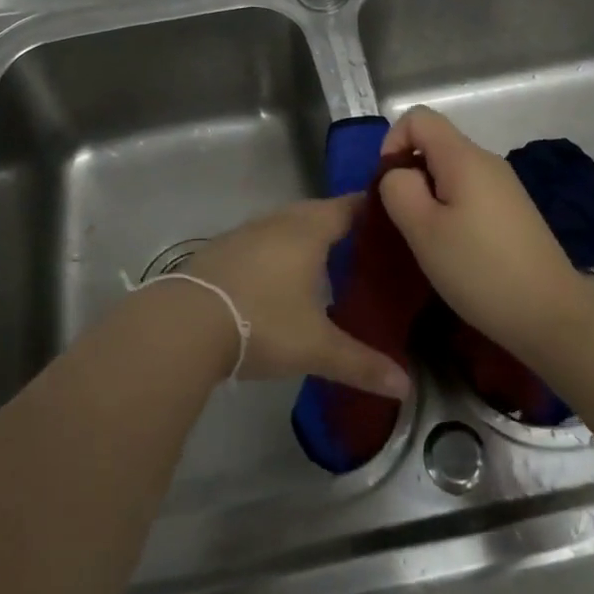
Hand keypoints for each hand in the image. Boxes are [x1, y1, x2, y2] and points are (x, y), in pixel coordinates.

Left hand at [179, 197, 410, 398]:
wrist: (187, 322)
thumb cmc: (263, 322)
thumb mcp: (316, 347)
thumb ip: (361, 363)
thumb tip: (406, 386)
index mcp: (308, 231)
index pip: (348, 207)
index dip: (370, 210)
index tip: (392, 219)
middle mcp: (278, 221)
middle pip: (316, 212)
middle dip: (340, 225)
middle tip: (364, 247)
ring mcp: (246, 232)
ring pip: (285, 225)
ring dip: (305, 237)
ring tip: (326, 262)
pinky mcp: (222, 249)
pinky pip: (261, 241)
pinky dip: (277, 251)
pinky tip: (279, 278)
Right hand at [377, 106, 587, 361]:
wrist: (554, 317)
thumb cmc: (480, 270)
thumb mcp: (422, 230)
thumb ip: (398, 189)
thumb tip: (399, 174)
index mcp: (464, 156)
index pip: (418, 117)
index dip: (393, 142)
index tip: (390, 186)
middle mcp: (487, 161)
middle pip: (435, 144)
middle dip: (410, 174)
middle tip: (406, 222)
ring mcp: (505, 186)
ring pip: (451, 171)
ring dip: (430, 197)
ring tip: (430, 241)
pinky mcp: (514, 211)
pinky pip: (470, 193)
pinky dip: (452, 210)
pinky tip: (457, 251)